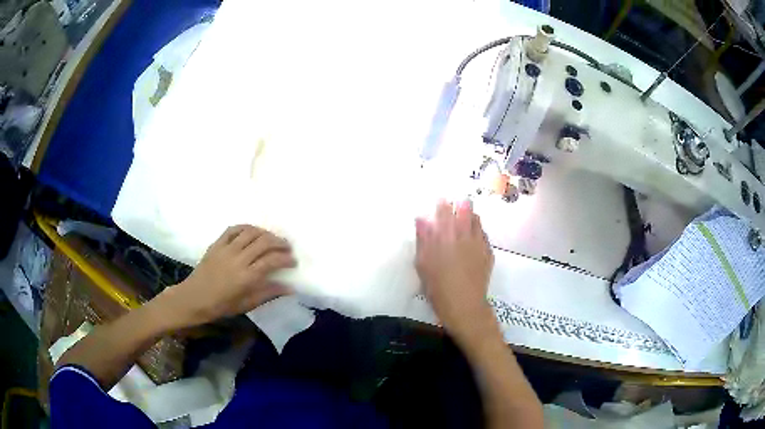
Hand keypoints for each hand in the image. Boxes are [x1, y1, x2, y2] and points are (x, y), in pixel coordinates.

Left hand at [158, 225, 296, 328]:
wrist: (194, 298)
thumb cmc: (221, 305)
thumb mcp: (246, 304)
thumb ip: (268, 293)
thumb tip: (290, 288)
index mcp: (247, 277)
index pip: (272, 261)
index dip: (286, 259)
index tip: (293, 262)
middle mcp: (238, 259)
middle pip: (264, 242)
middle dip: (279, 242)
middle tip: (287, 248)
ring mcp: (226, 249)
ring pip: (250, 232)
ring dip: (265, 233)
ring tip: (272, 238)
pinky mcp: (217, 244)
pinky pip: (233, 229)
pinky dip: (246, 227)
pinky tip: (252, 232)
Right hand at [415, 200, 495, 343]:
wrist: (464, 305)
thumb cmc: (438, 287)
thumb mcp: (423, 264)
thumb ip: (423, 239)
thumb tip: (421, 219)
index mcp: (446, 236)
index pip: (445, 211)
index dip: (442, 203)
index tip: (440, 198)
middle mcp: (464, 235)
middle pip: (465, 210)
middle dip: (460, 204)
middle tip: (456, 203)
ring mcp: (479, 243)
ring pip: (477, 220)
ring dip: (470, 215)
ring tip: (465, 217)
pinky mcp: (488, 253)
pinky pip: (484, 235)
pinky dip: (478, 231)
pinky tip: (474, 237)